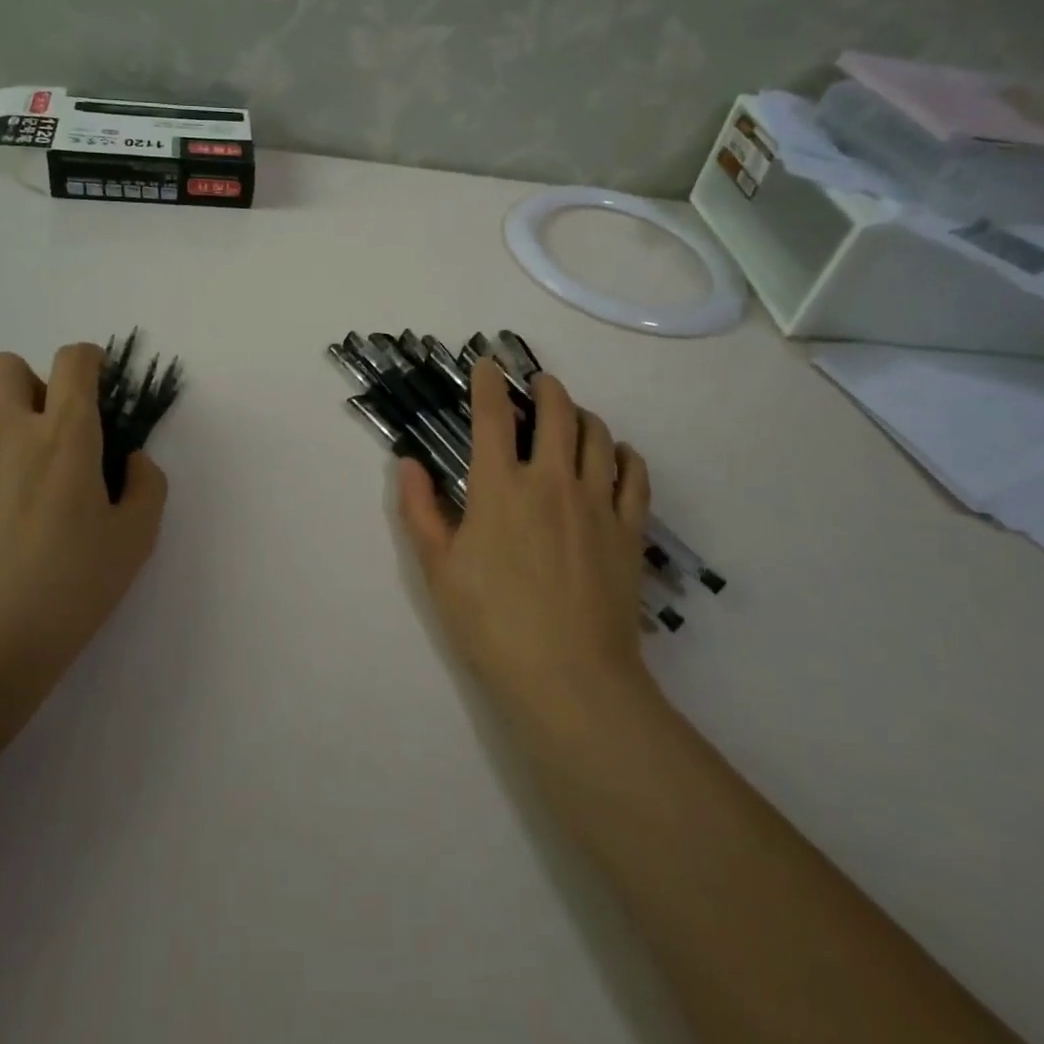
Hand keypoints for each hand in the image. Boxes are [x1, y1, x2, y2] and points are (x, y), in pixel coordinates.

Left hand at [0, 344, 168, 730]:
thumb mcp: (136, 539)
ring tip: (18, 491)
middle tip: (50, 430)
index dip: (90, 360)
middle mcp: (8, 432)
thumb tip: (130, 460)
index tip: (98, 383)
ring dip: (4, 434)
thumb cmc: (70, 587)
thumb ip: (147, 484)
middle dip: (32, 382)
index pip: (74, 361)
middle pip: (6, 365)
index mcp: (65, 435)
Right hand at [398, 359, 656, 736]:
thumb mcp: (438, 570)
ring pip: (598, 434)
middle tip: (536, 383)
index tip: (487, 363)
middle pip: (556, 411)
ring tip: (572, 415)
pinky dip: (624, 454)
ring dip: (582, 414)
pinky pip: (634, 474)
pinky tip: (616, 455)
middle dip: (545, 387)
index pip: (493, 415)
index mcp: (501, 487)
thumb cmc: (492, 625)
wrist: (570, 679)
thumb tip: (408, 464)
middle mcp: (552, 480)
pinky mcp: (630, 529)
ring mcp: (598, 502)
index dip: (488, 382)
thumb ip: (419, 511)